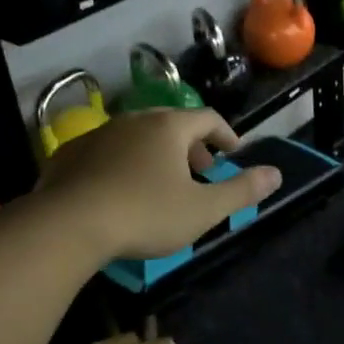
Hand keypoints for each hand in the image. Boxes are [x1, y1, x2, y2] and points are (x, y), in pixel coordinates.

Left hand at [34, 109, 281, 261]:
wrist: (67, 225)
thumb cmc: (145, 214)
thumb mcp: (203, 209)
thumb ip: (242, 190)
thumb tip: (276, 173)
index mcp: (168, 126)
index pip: (208, 118)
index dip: (225, 134)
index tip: (232, 152)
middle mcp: (133, 120)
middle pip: (171, 124)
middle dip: (191, 146)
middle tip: (200, 171)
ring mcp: (98, 134)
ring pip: (137, 137)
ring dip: (156, 155)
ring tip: (161, 184)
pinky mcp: (69, 154)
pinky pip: (107, 152)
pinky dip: (123, 164)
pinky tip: (120, 192)